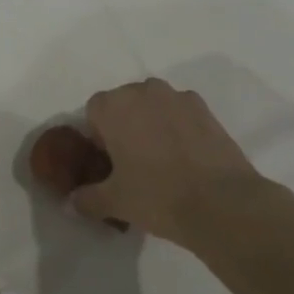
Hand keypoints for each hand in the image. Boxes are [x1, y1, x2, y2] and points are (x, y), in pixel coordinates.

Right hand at [71, 79, 270, 245]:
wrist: (221, 202)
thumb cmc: (156, 196)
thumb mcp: (114, 202)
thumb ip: (86, 198)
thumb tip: (72, 202)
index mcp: (114, 106)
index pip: (93, 112)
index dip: (97, 137)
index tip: (108, 163)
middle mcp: (144, 91)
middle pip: (124, 104)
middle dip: (124, 127)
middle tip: (132, 164)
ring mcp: (178, 97)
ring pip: (154, 106)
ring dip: (152, 124)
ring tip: (162, 161)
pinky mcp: (206, 109)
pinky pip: (181, 114)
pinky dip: (179, 128)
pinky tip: (186, 159)